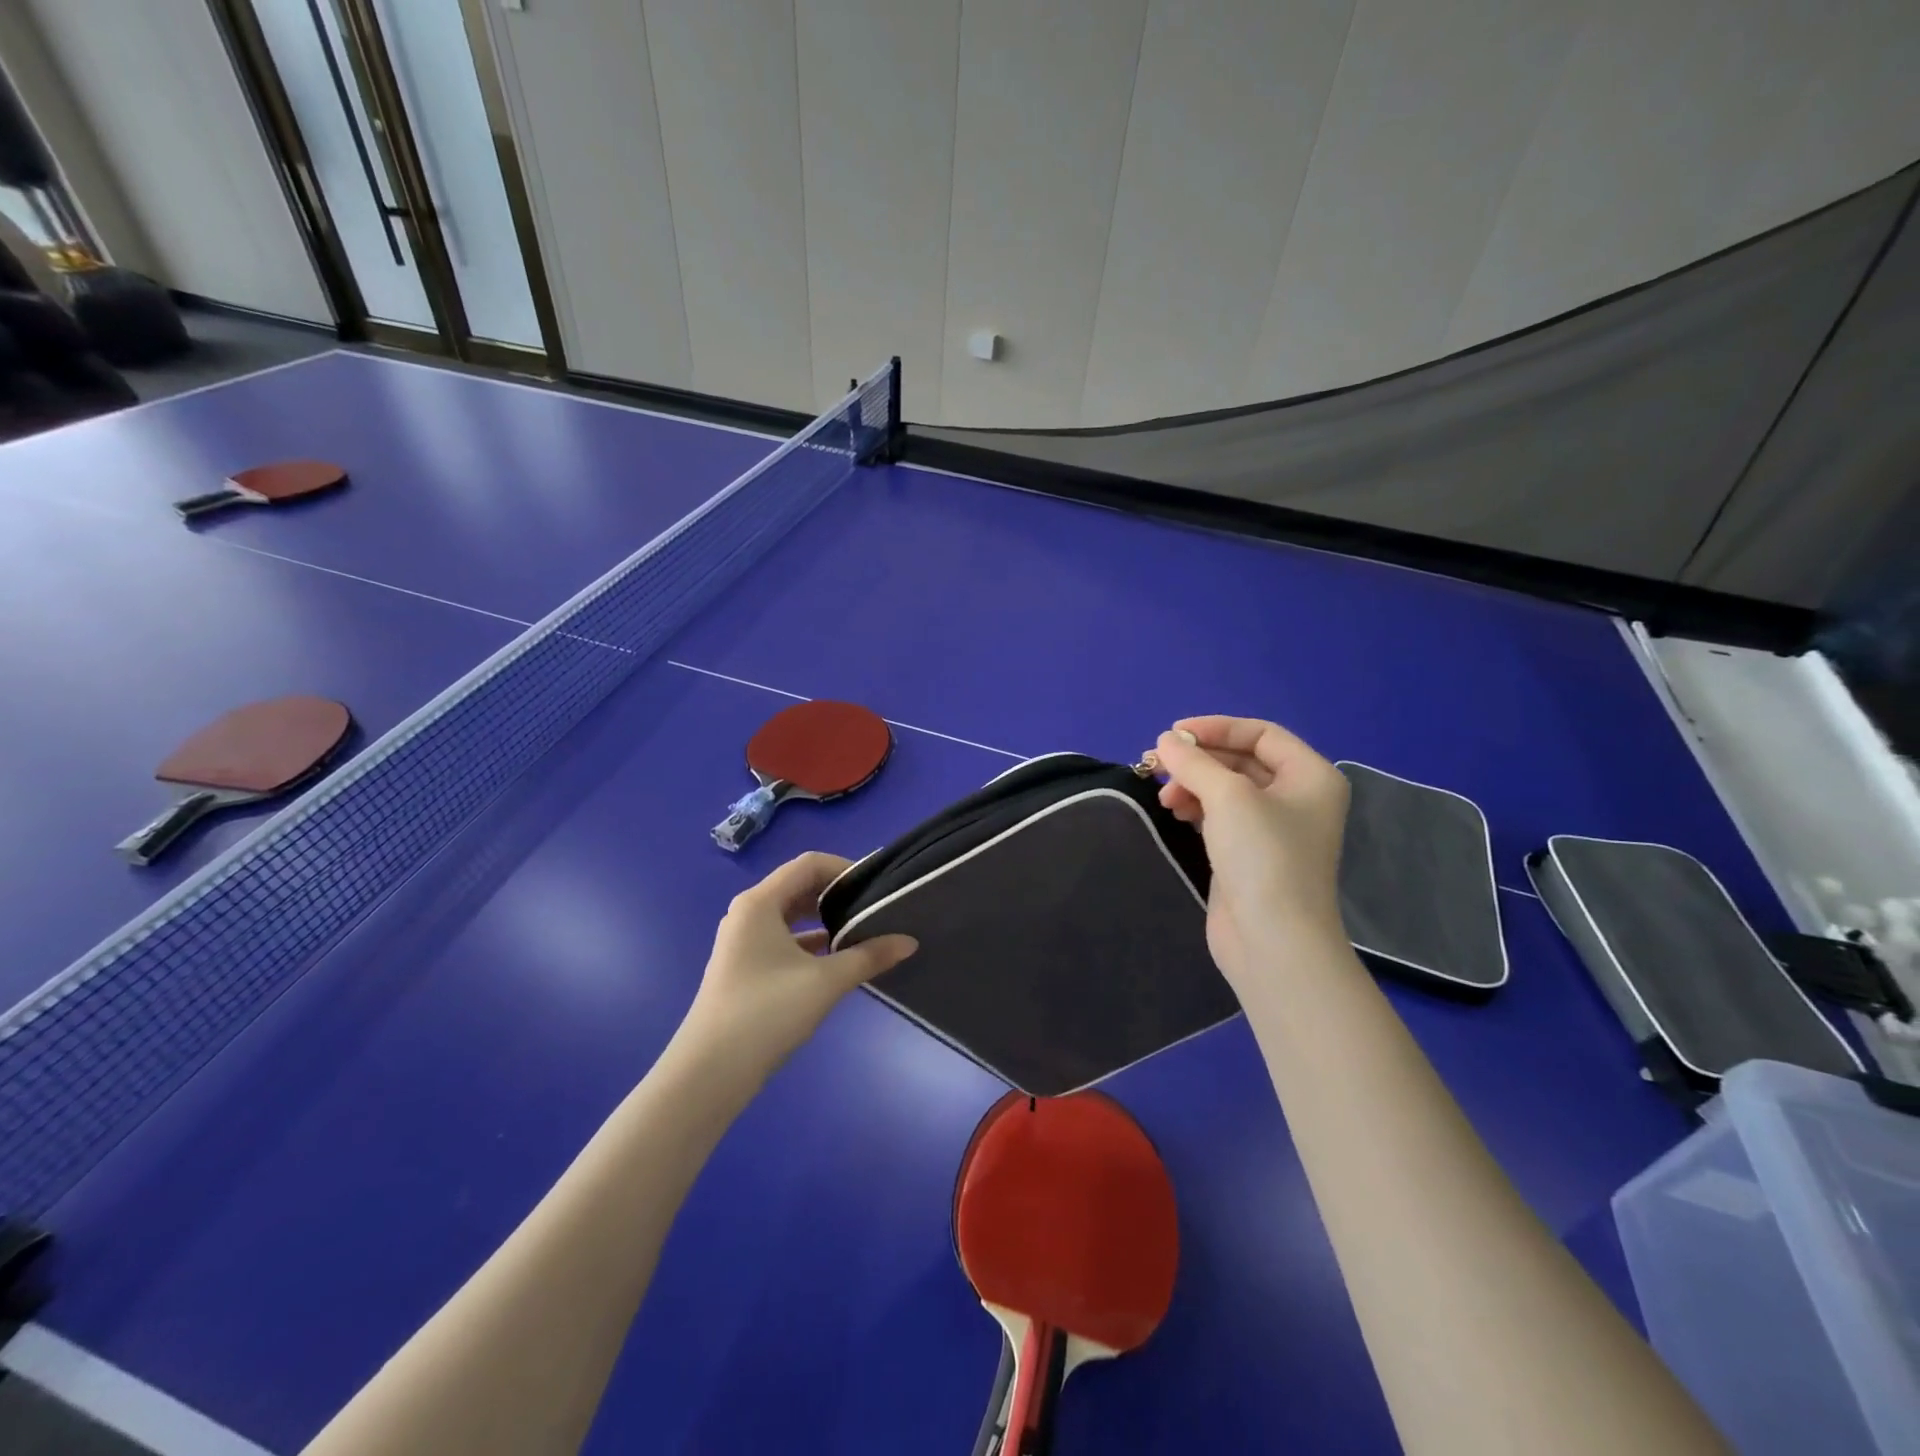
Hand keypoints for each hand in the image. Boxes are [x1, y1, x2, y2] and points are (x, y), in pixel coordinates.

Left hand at [681, 852, 916, 1077]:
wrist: (709, 1073)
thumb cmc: (766, 1013)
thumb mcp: (825, 982)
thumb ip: (869, 956)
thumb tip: (909, 942)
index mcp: (760, 903)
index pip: (809, 864)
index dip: (845, 868)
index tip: (876, 886)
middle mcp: (748, 913)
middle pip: (799, 886)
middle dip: (837, 894)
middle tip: (875, 907)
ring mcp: (743, 941)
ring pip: (792, 915)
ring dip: (825, 919)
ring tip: (863, 931)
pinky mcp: (745, 966)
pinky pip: (784, 939)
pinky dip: (811, 942)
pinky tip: (838, 960)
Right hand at [1151, 717, 1350, 991]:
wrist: (1272, 940)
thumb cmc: (1263, 857)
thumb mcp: (1228, 797)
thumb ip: (1194, 762)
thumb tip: (1166, 741)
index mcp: (1310, 776)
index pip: (1261, 733)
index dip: (1216, 728)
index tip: (1173, 735)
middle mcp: (1296, 798)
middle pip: (1240, 760)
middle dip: (1198, 759)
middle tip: (1157, 763)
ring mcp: (1272, 829)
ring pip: (1226, 789)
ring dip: (1192, 783)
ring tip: (1164, 795)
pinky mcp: (1248, 854)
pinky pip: (1219, 815)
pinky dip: (1196, 807)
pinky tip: (1174, 811)